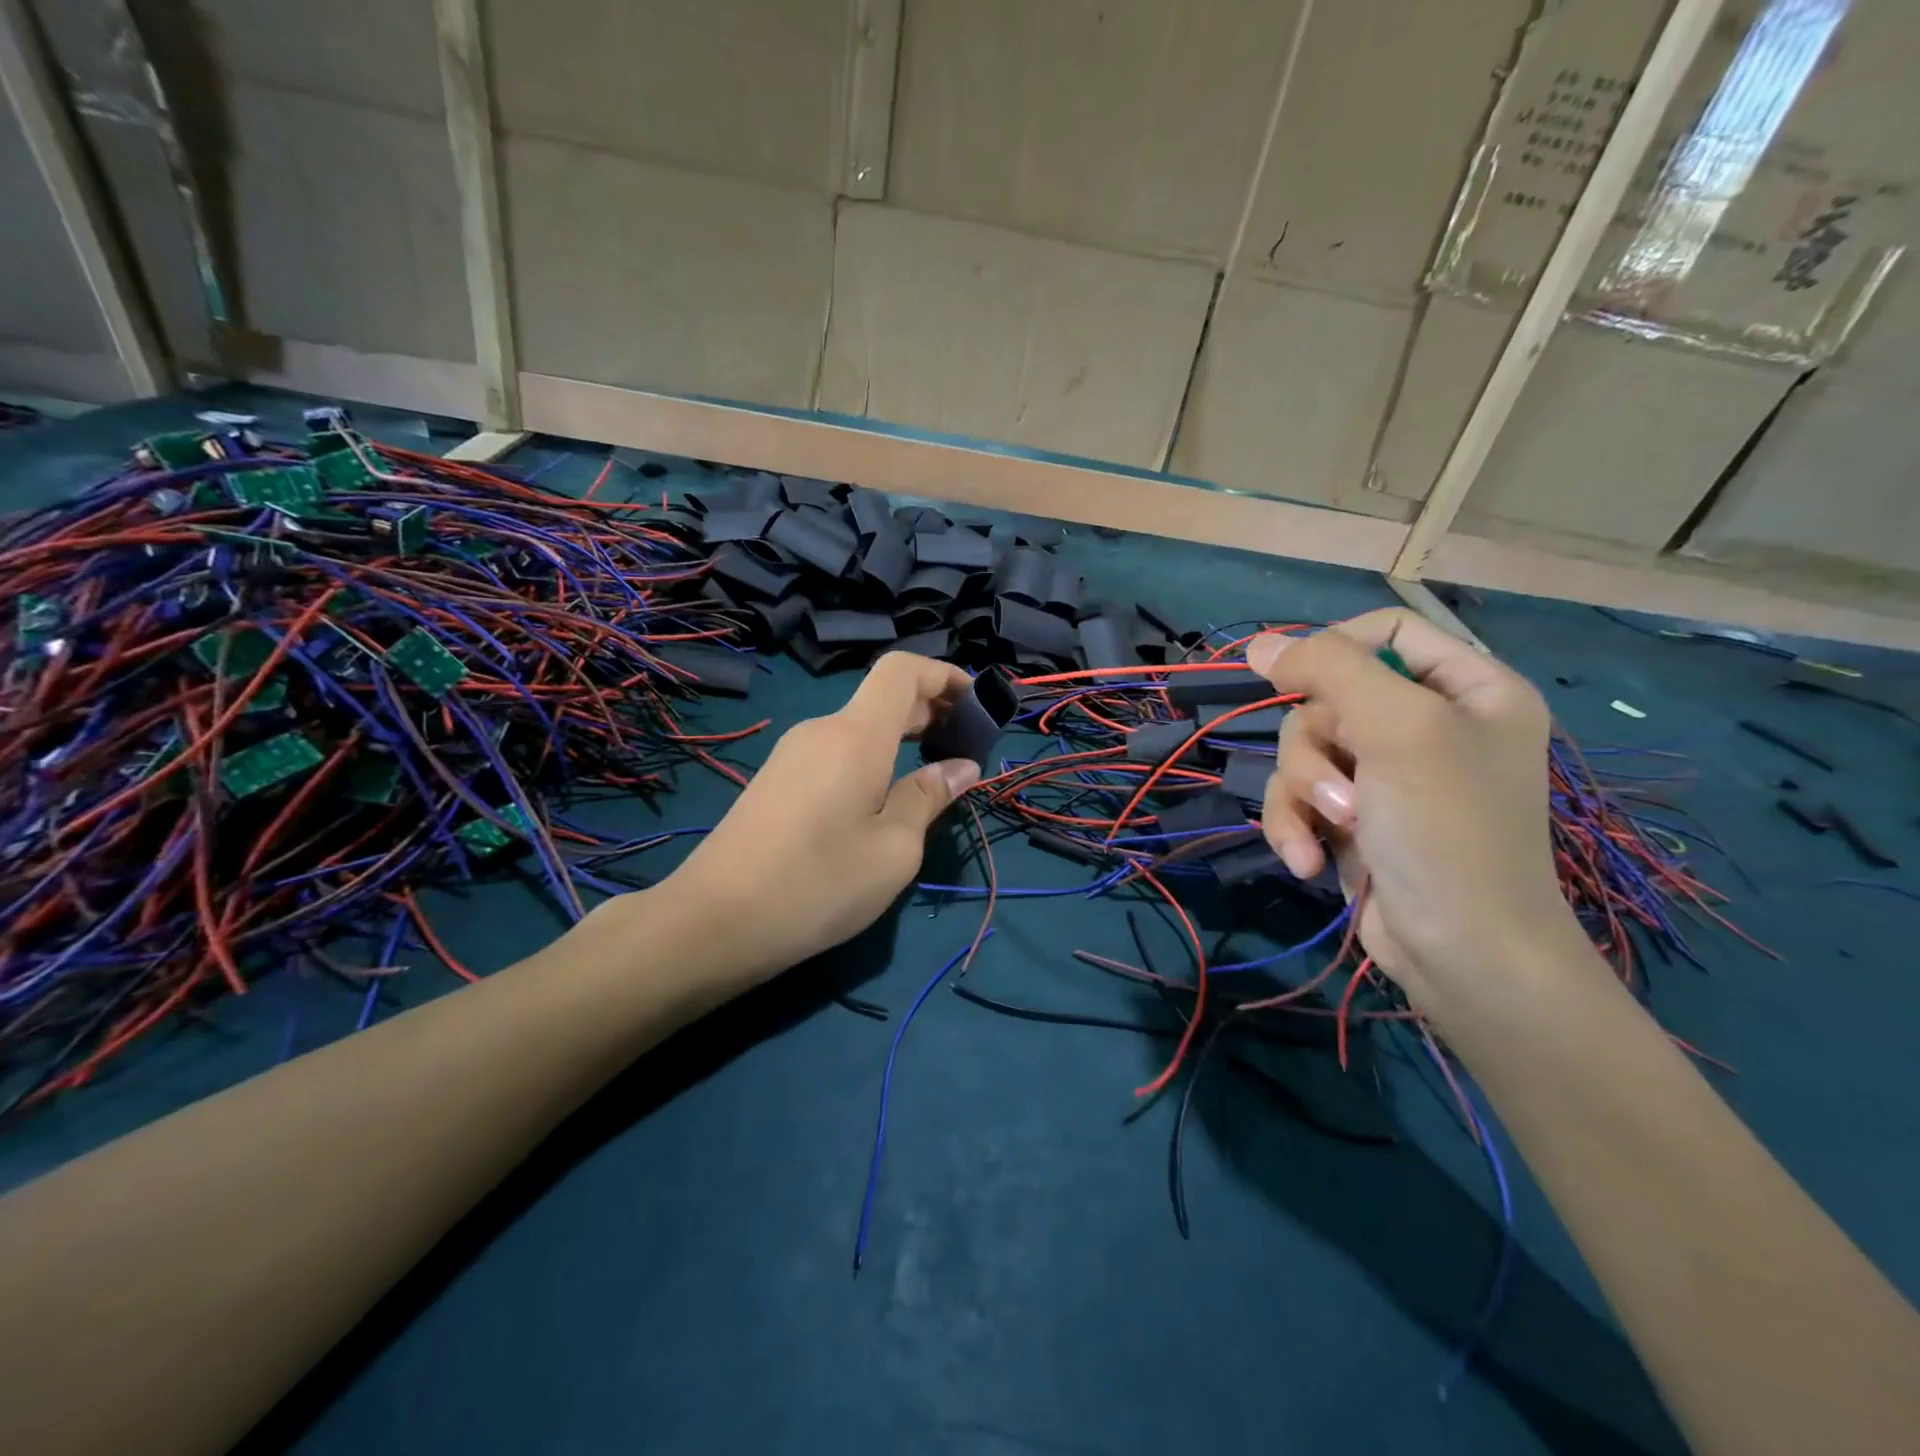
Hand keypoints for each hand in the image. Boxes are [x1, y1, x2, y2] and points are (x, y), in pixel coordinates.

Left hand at [659, 652, 981, 981]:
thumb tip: (962, 767)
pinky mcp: (776, 780)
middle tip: (966, 748)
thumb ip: (929, 798)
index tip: (977, 705)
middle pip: (883, 697)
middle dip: (932, 711)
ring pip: (859, 728)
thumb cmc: (817, 885)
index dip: (945, 675)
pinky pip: (836, 752)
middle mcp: (822, 730)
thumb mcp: (893, 849)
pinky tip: (882, 800)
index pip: (903, 670)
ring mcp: (793, 754)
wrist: (713, 921)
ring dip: (902, 738)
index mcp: (856, 735)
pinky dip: (872, 759)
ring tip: (931, 777)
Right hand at [1248, 609, 1587, 1016]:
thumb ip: (1329, 669)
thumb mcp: (1397, 728)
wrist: (1463, 954)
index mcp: (1467, 689)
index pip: (1385, 630)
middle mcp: (1427, 725)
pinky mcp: (1353, 818)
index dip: (1333, 649)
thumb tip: (1259, 644)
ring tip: (1328, 831)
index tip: (1294, 680)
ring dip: (1302, 793)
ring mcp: (1386, 775)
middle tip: (1341, 791)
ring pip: (1303, 749)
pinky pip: (1298, 795)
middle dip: (1316, 747)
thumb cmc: (1448, 829)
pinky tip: (1308, 861)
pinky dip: (1293, 825)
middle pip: (1329, 697)